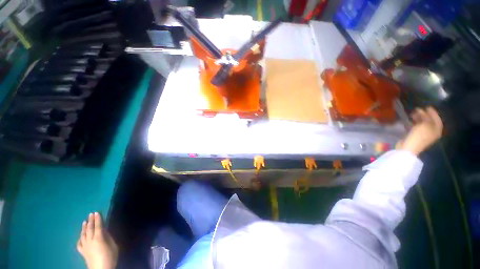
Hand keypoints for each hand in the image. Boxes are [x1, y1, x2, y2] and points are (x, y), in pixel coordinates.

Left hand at [77, 212, 118, 268]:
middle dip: (90, 221)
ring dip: (84, 227)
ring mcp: (85, 246)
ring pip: (83, 234)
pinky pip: (79, 243)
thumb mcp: (113, 246)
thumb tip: (105, 231)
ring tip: (85, 221)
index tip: (97, 212)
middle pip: (90, 229)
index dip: (98, 219)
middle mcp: (90, 240)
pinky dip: (80, 238)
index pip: (98, 226)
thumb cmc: (110, 257)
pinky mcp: (82, 252)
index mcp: (99, 238)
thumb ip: (108, 238)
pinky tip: (81, 236)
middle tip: (90, 214)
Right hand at [398, 107, 442, 155]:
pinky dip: (414, 122)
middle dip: (424, 115)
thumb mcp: (424, 125)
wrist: (409, 147)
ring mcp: (423, 134)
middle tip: (418, 109)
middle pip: (429, 121)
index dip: (433, 113)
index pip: (437, 119)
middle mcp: (432, 132)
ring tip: (413, 114)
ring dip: (418, 118)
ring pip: (422, 124)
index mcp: (436, 130)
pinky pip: (416, 127)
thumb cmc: (419, 136)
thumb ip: (426, 117)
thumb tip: (423, 111)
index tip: (427, 107)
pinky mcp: (415, 135)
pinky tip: (410, 120)